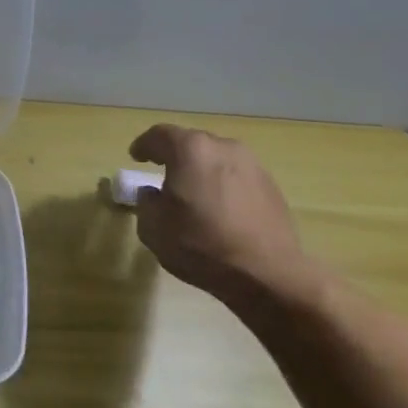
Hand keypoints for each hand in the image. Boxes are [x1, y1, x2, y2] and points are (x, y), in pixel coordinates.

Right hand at [128, 124, 316, 303]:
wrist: (266, 272)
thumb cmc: (200, 245)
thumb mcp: (153, 227)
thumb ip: (146, 203)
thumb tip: (153, 194)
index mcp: (190, 150)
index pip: (159, 135)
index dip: (144, 145)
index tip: (136, 156)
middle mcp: (223, 147)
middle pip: (192, 143)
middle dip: (175, 156)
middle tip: (164, 174)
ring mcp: (252, 165)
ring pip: (218, 159)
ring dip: (202, 170)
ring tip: (194, 193)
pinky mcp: (271, 186)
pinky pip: (238, 177)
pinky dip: (224, 185)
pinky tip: (220, 209)